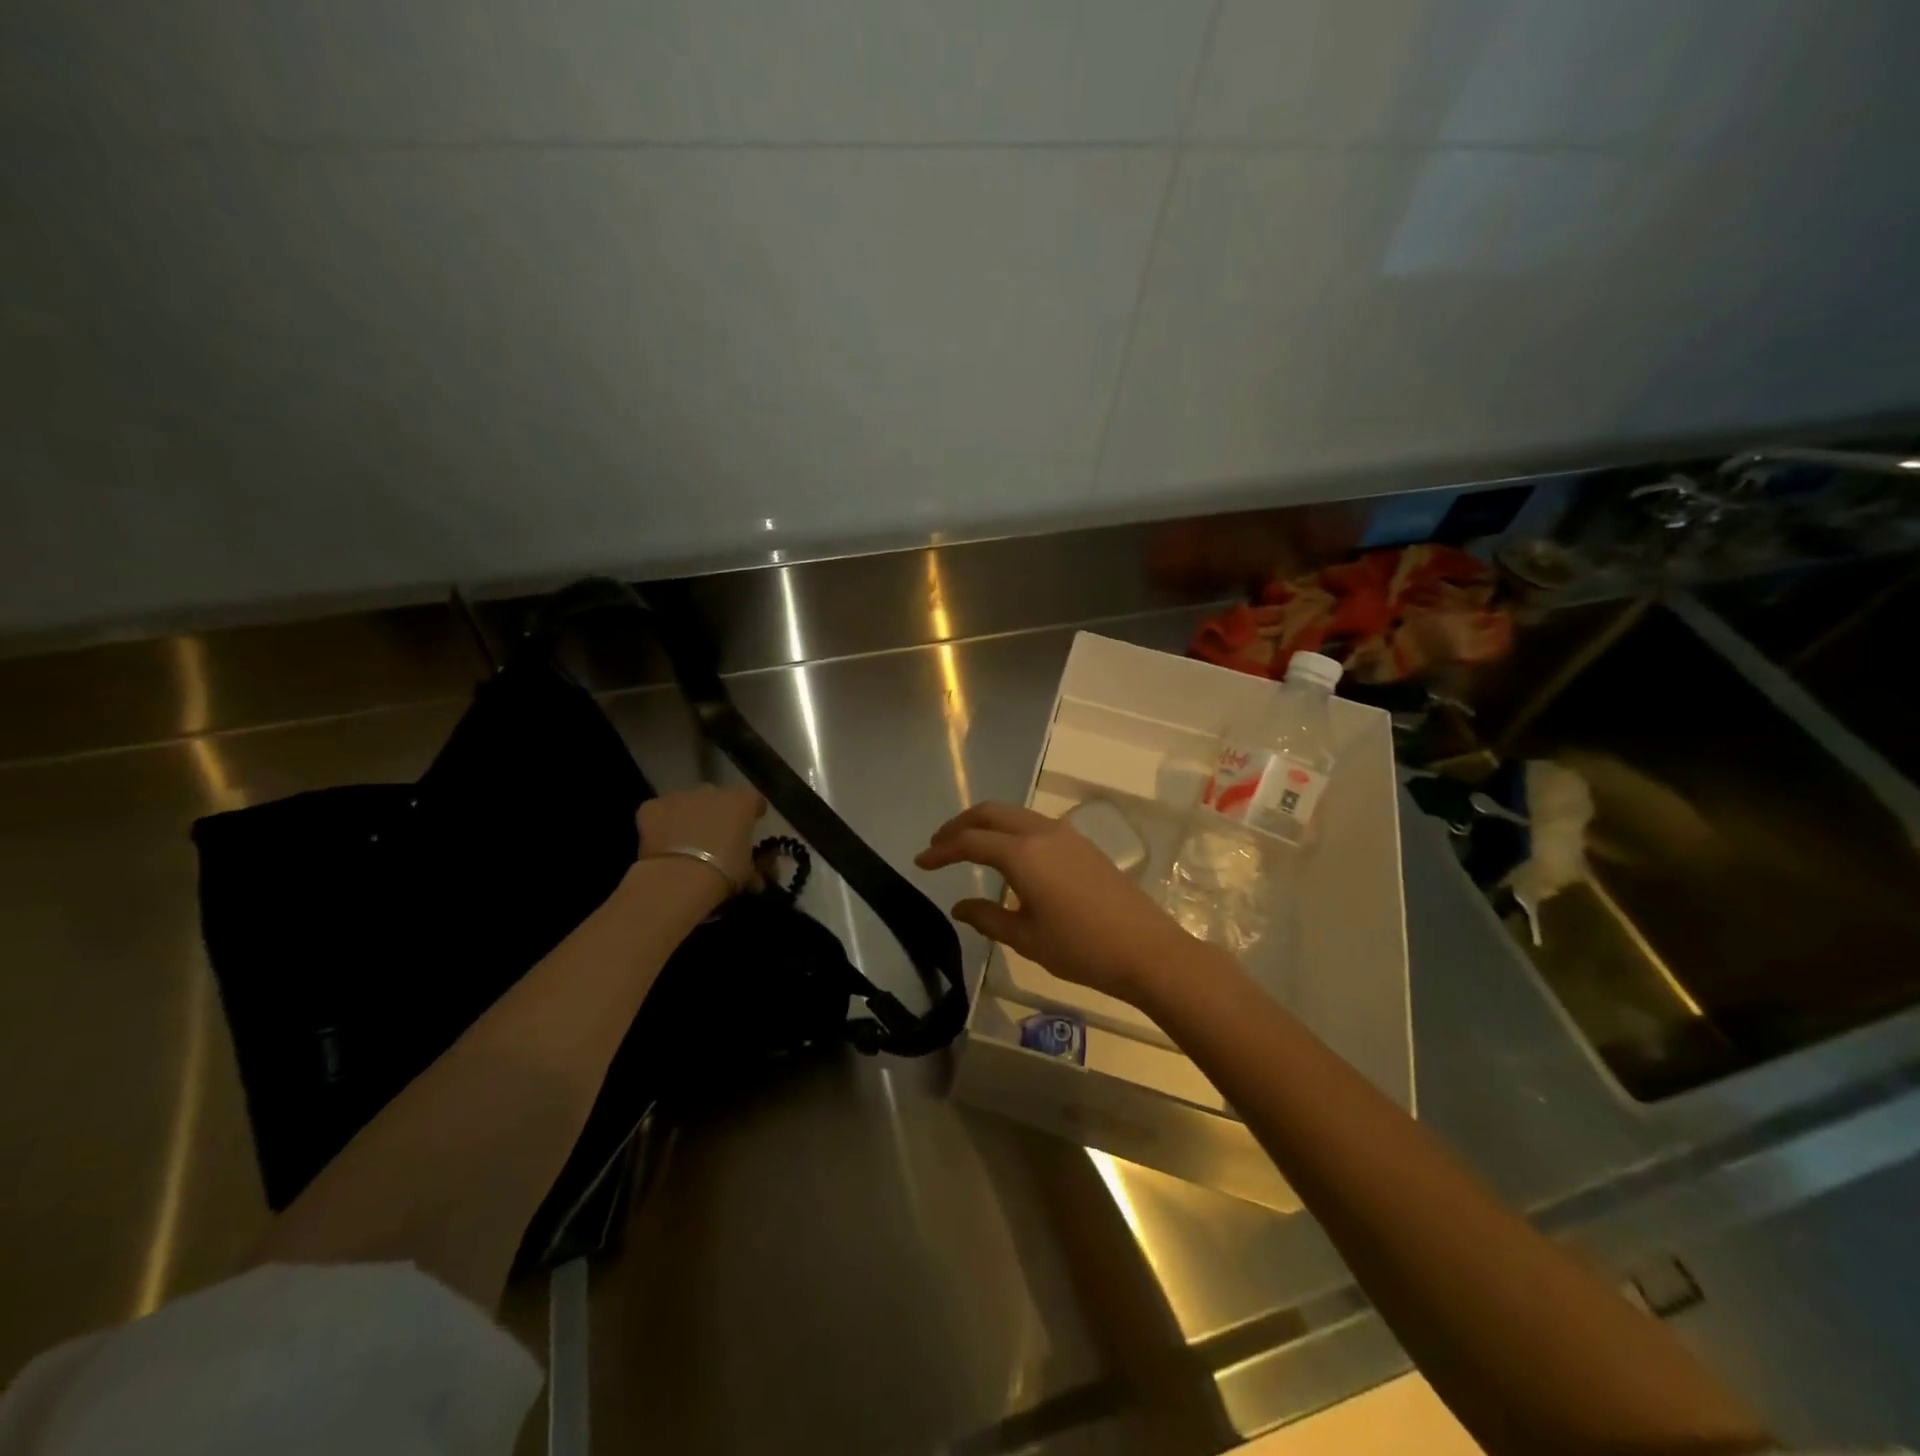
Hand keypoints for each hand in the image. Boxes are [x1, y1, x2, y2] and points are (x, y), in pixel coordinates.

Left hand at [637, 785, 765, 899]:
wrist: (680, 877)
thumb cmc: (724, 871)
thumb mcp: (747, 871)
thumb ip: (752, 864)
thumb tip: (755, 877)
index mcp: (742, 801)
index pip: (753, 799)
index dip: (752, 811)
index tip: (751, 824)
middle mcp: (712, 791)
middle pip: (717, 797)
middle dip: (717, 812)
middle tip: (715, 836)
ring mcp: (679, 796)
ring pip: (686, 802)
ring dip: (688, 816)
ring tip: (686, 842)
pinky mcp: (652, 806)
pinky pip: (659, 811)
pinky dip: (661, 824)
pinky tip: (662, 844)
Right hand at [915, 801, 1200, 1006]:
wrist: (1146, 949)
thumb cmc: (1080, 947)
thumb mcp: (1025, 938)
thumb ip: (987, 918)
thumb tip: (959, 906)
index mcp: (1022, 854)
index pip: (970, 842)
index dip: (941, 850)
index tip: (920, 861)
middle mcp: (1042, 832)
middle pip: (990, 813)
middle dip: (960, 825)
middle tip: (939, 845)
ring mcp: (1066, 834)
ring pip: (1014, 814)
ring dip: (986, 824)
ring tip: (968, 846)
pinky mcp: (1082, 844)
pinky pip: (1035, 824)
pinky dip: (1010, 830)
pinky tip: (1008, 857)